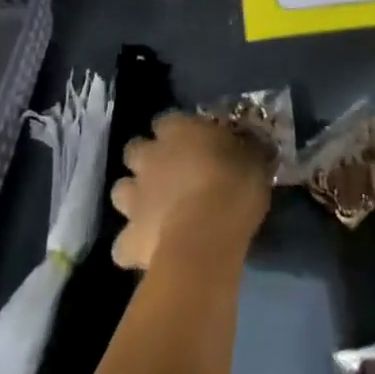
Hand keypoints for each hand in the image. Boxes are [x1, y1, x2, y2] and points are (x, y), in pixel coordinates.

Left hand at [109, 111, 271, 270]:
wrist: (208, 236)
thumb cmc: (235, 185)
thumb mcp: (254, 157)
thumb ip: (245, 148)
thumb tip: (251, 144)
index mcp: (177, 130)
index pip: (167, 121)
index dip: (176, 133)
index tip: (192, 144)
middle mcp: (149, 158)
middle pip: (134, 151)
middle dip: (145, 161)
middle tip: (168, 175)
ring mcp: (134, 198)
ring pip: (120, 191)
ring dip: (134, 199)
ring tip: (155, 212)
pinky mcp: (129, 238)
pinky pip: (123, 244)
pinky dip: (132, 247)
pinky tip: (149, 252)